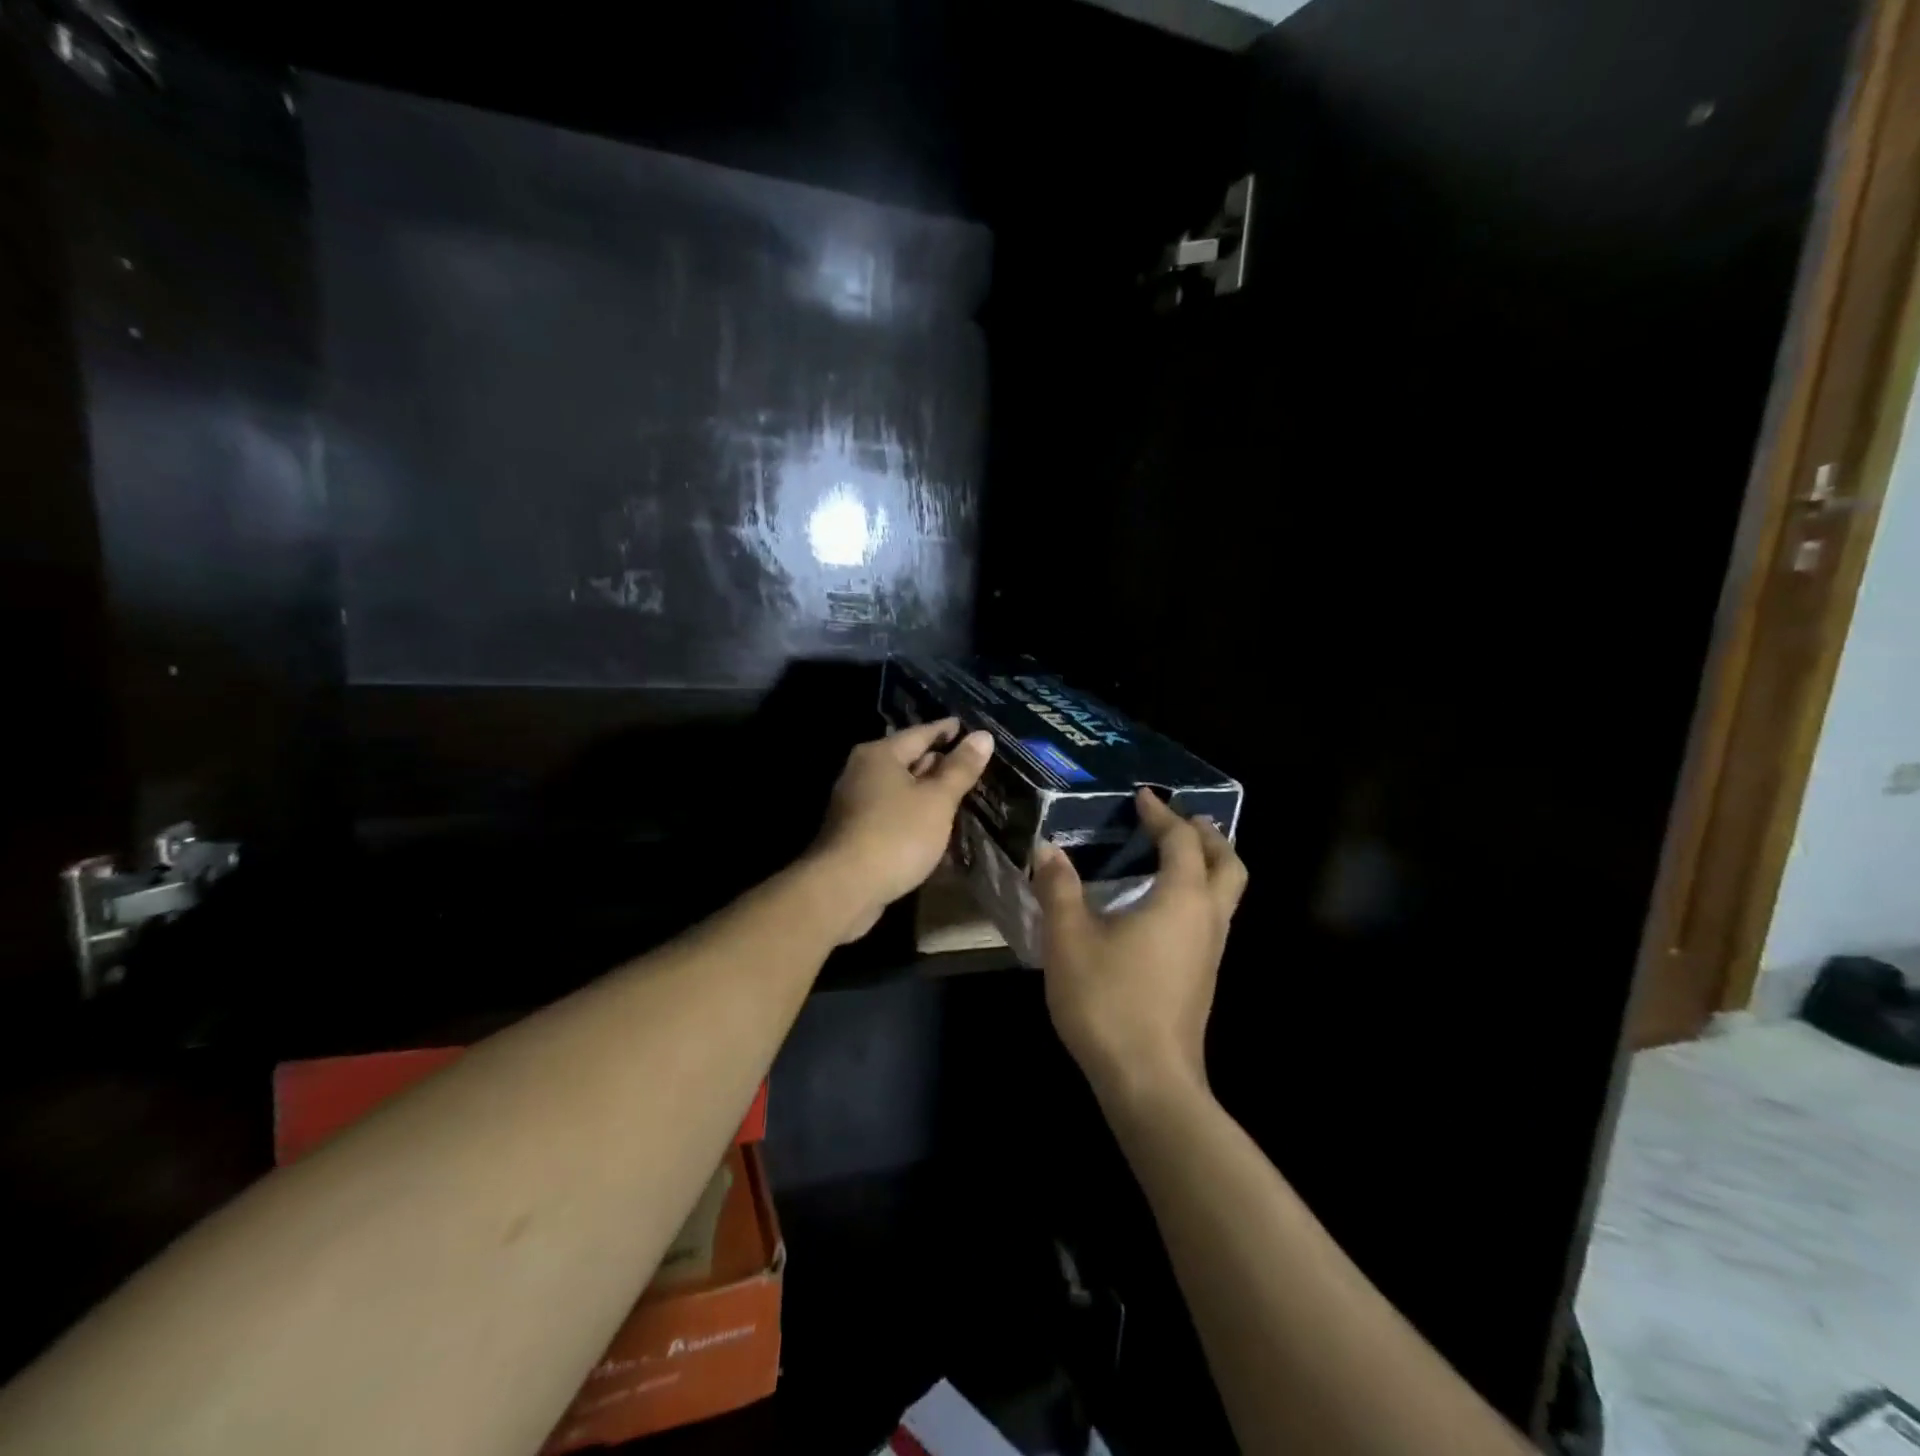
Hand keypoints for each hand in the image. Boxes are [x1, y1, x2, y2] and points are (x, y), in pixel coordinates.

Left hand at [809, 718, 994, 943]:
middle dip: (937, 762)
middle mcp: (862, 771)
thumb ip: (960, 769)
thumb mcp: (937, 800)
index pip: (920, 733)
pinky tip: (931, 824)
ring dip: (925, 791)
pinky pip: (891, 812)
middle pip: (906, 759)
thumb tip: (983, 736)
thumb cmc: (895, 835)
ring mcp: (854, 802)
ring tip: (957, 794)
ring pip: (898, 788)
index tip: (969, 729)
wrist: (844, 888)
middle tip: (969, 764)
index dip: (947, 730)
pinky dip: (912, 813)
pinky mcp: (854, 831)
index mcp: (880, 754)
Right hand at [1034, 789, 1247, 1107]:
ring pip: (1226, 895)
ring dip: (1210, 866)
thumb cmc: (1108, 1001)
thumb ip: (1060, 890)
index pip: (1182, 842)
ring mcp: (1211, 952)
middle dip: (1209, 836)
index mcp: (1181, 899)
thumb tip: (1049, 850)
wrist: (1148, 1080)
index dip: (1163, 816)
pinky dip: (1199, 895)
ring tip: (1177, 856)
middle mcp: (1207, 919)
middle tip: (1185, 820)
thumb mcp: (1069, 940)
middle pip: (1228, 865)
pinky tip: (1163, 908)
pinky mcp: (1204, 978)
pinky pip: (1213, 918)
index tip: (1143, 798)